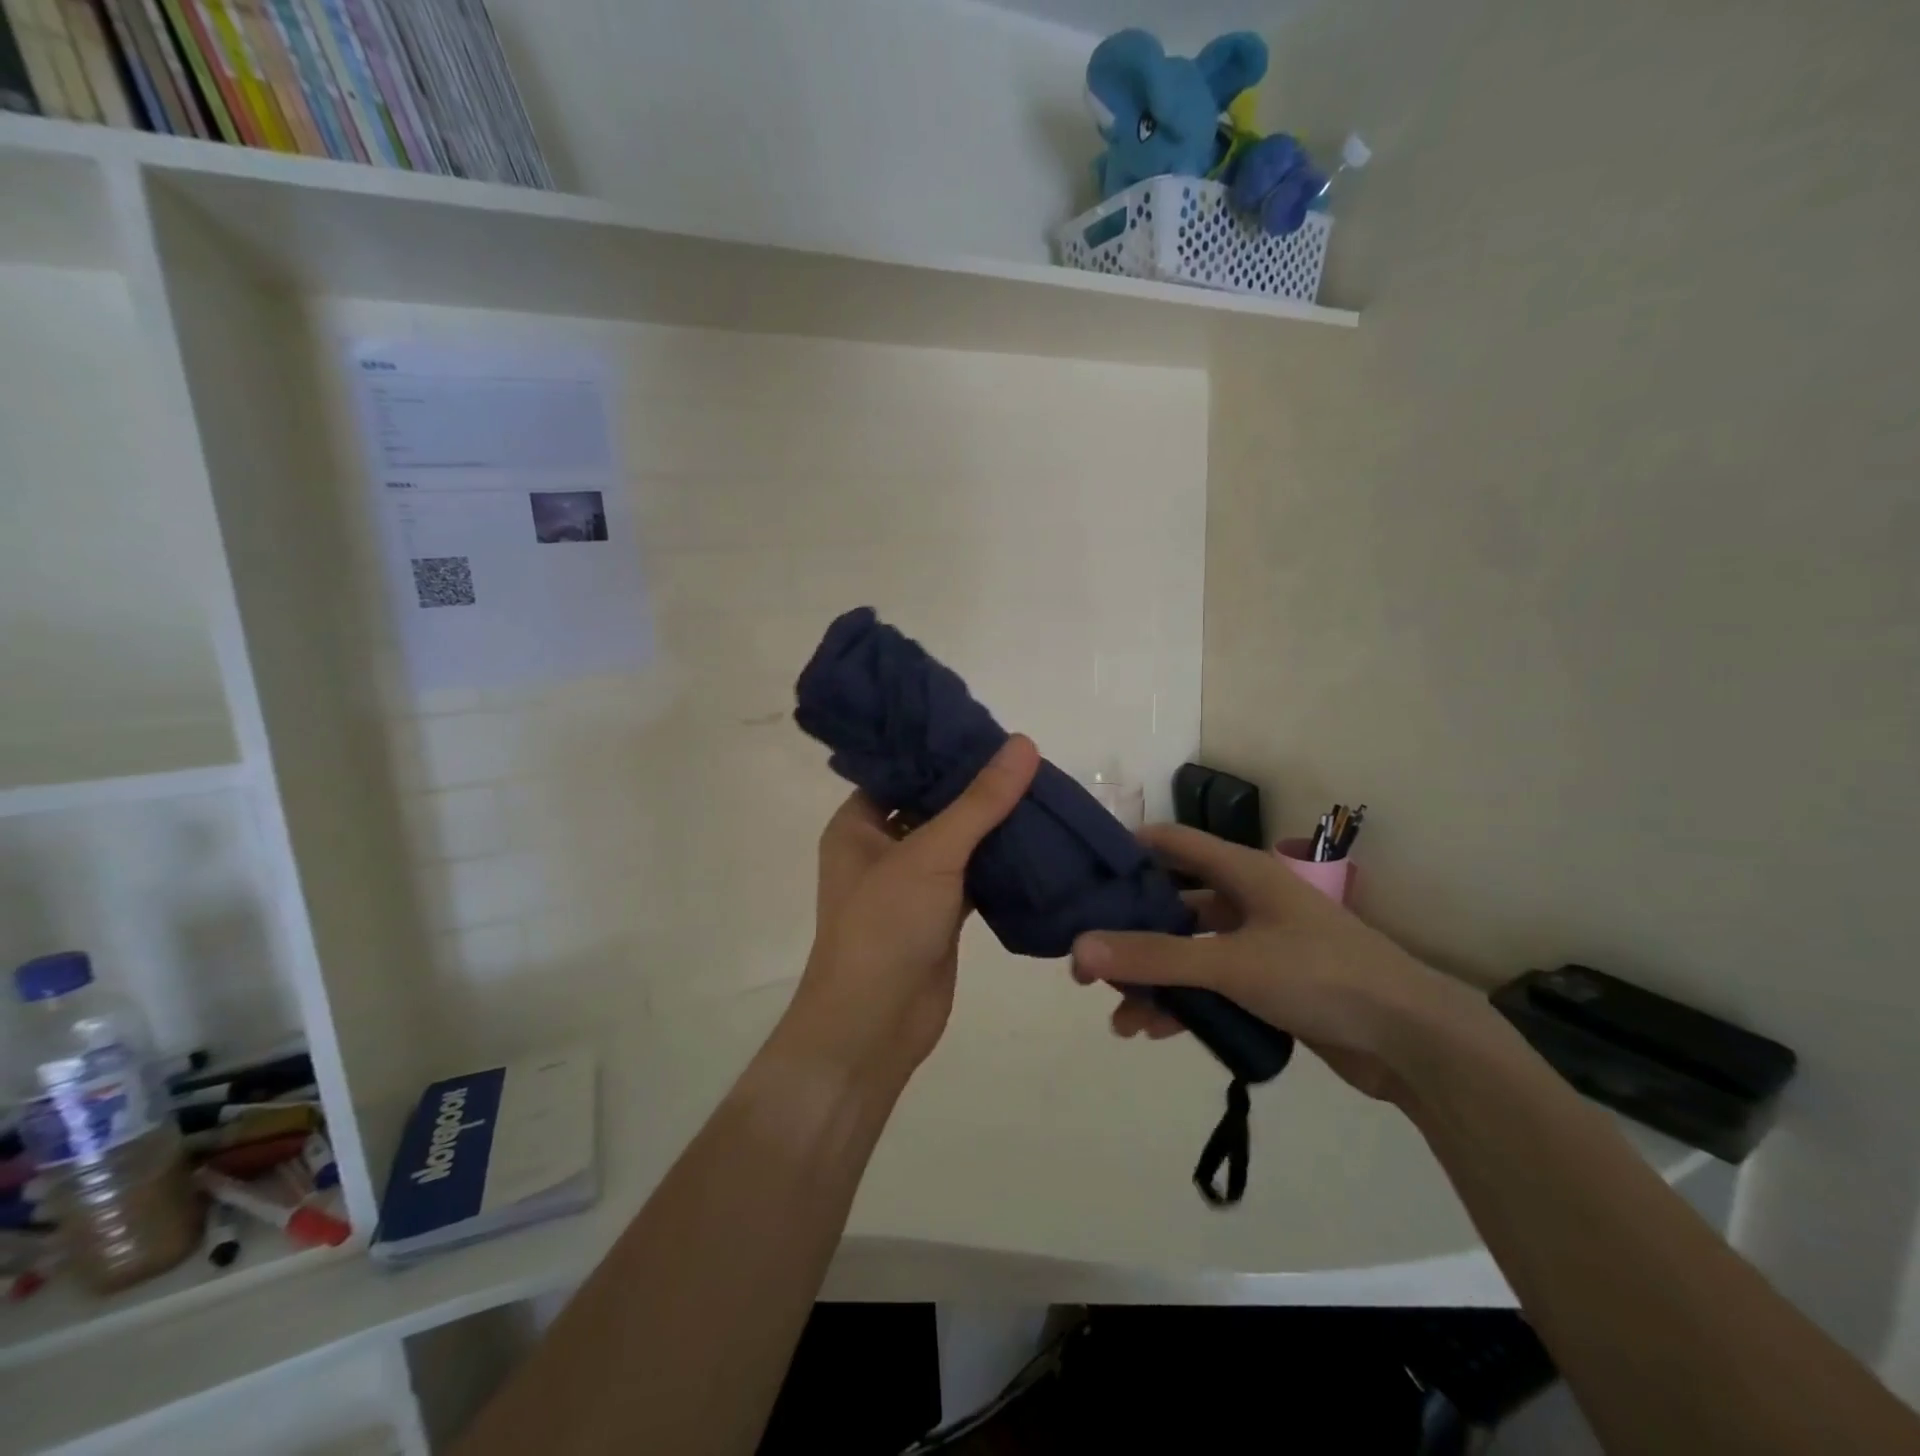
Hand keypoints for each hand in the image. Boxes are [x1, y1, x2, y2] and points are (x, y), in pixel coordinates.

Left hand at [783, 735, 1040, 1089]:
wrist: (875, 1026)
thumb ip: (979, 802)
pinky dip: (999, 863)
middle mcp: (880, 848)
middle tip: (1024, 757)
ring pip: (956, 842)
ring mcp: (911, 883)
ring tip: (1039, 788)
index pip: (899, 771)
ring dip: (991, 825)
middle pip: (932, 804)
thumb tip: (1023, 745)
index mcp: (858, 824)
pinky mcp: (939, 914)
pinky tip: (1038, 839)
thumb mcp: (931, 854)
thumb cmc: (884, 926)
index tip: (986, 728)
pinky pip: (973, 876)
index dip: (939, 749)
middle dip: (974, 787)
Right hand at [1070, 825, 1483, 1104]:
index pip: (1171, 842)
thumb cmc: (1321, 976)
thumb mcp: (1230, 963)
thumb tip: (1078, 950)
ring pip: (1190, 952)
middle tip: (1089, 964)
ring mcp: (1260, 943)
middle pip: (1173, 904)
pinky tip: (1158, 1032)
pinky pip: (1213, 985)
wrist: (1414, 1042)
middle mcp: (1247, 899)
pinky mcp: (1270, 985)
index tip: (1081, 877)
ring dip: (1155, 980)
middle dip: (1131, 935)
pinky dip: (1184, 1003)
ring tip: (1122, 1020)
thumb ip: (1154, 957)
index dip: (1126, 851)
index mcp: (1242, 872)